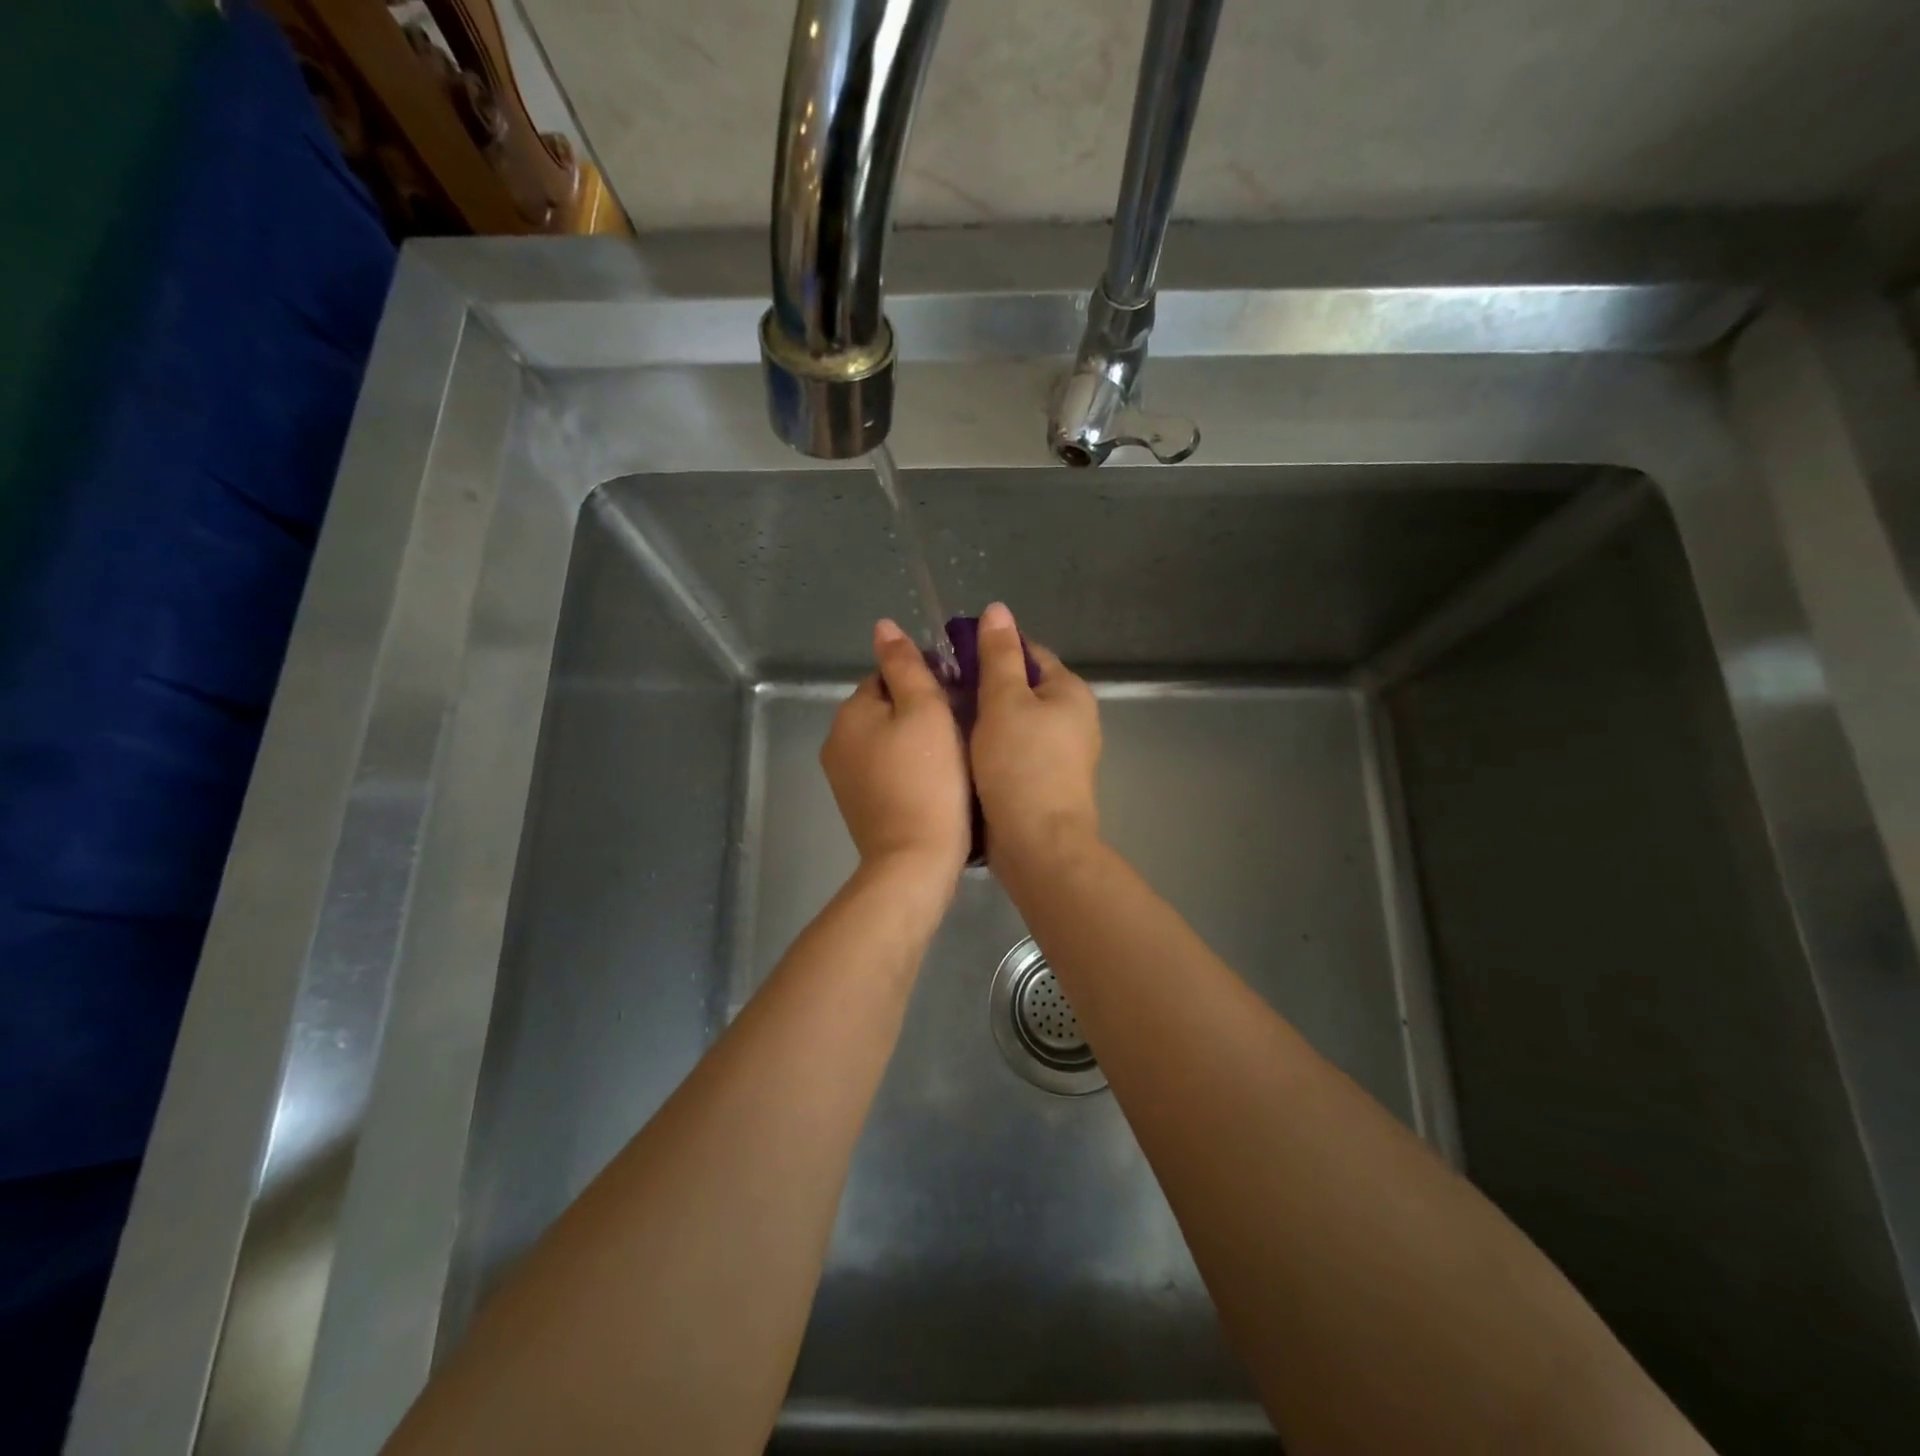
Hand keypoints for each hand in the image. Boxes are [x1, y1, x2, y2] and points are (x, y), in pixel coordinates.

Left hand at [821, 619, 971, 880]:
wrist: (914, 860)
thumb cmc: (929, 779)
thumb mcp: (925, 710)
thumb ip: (905, 665)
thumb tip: (883, 625)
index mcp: (850, 712)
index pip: (888, 676)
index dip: (927, 681)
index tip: (959, 699)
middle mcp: (837, 740)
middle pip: (886, 709)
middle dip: (920, 712)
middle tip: (962, 728)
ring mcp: (843, 777)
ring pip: (887, 741)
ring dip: (915, 741)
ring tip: (954, 756)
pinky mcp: (858, 805)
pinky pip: (885, 770)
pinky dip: (907, 769)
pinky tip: (935, 783)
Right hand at [970, 602, 1102, 862]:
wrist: (1038, 844)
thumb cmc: (1021, 765)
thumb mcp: (1004, 701)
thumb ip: (998, 655)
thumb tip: (997, 609)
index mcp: (1070, 692)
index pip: (1029, 653)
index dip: (991, 649)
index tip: (952, 657)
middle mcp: (1073, 719)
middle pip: (1022, 689)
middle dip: (984, 687)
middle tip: (941, 690)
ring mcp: (1062, 755)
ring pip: (1015, 723)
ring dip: (984, 719)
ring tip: (944, 719)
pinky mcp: (1045, 783)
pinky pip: (1014, 752)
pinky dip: (991, 747)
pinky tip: (962, 753)